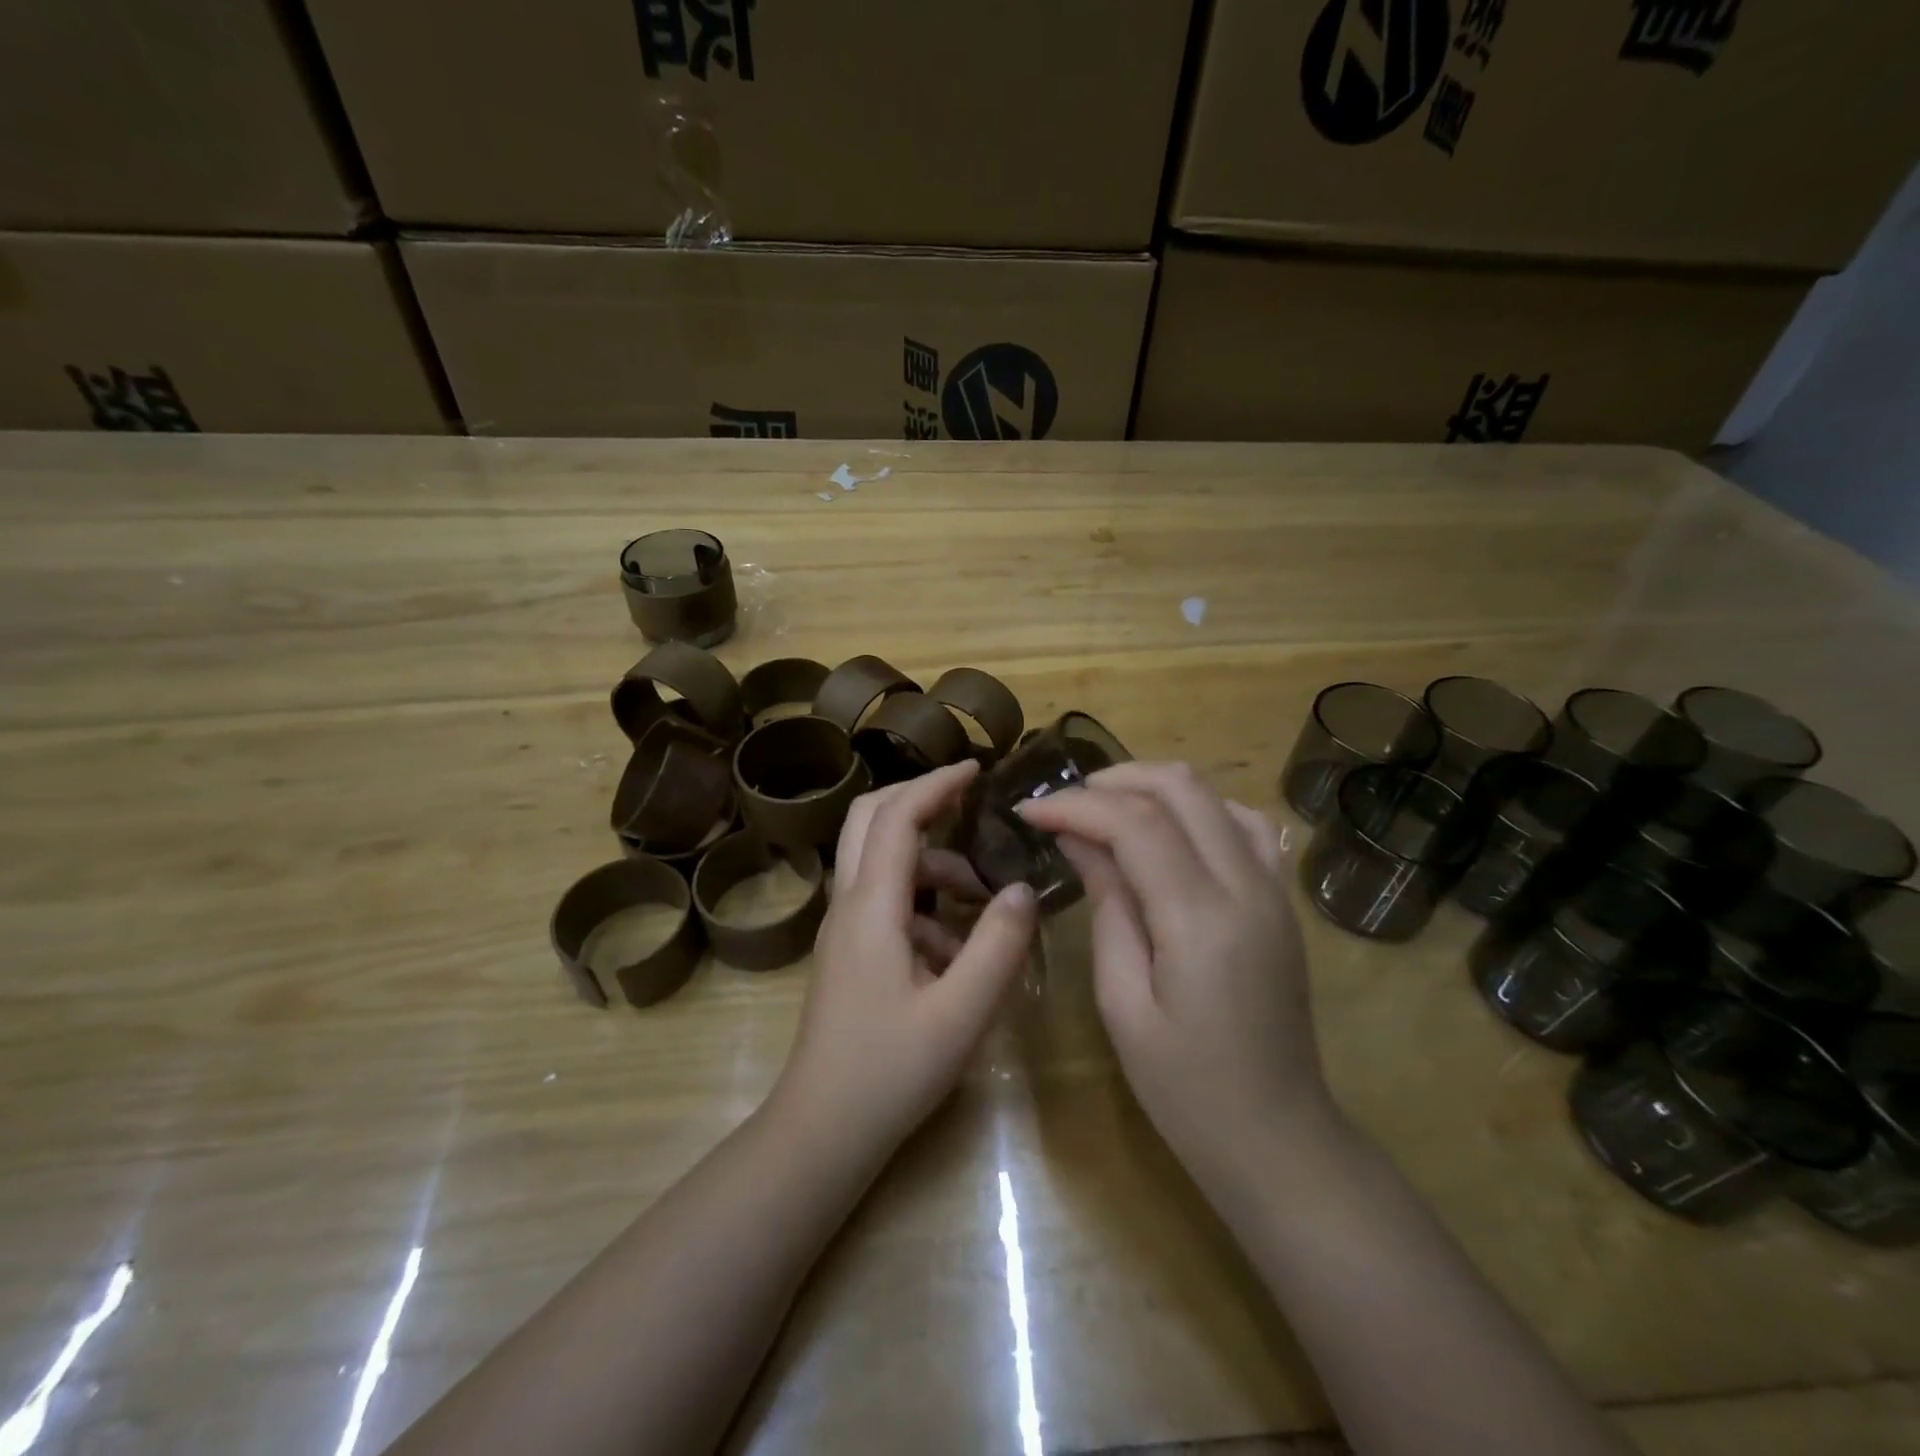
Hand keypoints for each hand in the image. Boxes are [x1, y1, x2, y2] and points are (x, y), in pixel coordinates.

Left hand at [773, 760, 1038, 1164]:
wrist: (822, 1131)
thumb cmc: (889, 1072)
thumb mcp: (960, 1013)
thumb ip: (997, 946)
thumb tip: (1020, 889)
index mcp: (871, 908)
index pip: (897, 817)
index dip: (935, 785)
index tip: (977, 768)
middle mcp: (849, 905)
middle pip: (870, 820)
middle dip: (920, 800)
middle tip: (970, 803)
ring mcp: (845, 929)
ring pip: (882, 862)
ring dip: (932, 864)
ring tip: (984, 901)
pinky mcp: (850, 952)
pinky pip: (887, 902)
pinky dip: (924, 904)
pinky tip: (958, 952)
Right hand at [1017, 763, 1335, 1190]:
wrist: (1278, 1138)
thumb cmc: (1185, 1088)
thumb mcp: (1124, 1001)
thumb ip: (1108, 906)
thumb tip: (1080, 839)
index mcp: (1201, 919)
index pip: (1135, 823)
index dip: (1075, 806)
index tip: (1029, 811)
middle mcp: (1247, 886)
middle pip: (1181, 787)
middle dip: (1113, 781)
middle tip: (1064, 804)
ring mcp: (1275, 889)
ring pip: (1215, 795)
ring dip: (1155, 788)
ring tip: (1106, 812)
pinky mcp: (1283, 900)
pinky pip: (1246, 825)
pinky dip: (1199, 810)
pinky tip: (1168, 831)